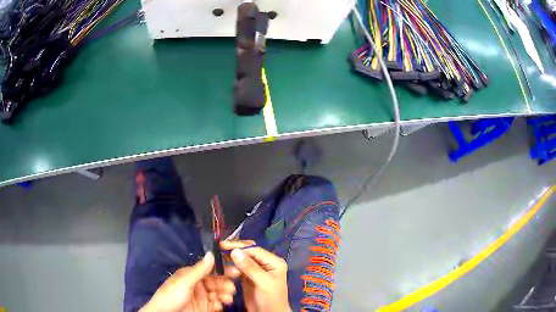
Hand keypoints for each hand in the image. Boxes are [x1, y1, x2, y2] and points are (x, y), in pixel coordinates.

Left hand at [140, 252, 237, 311]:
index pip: (210, 270)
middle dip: (225, 285)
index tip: (236, 271)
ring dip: (224, 295)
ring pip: (217, 293)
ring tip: (228, 299)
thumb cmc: (172, 295)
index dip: (222, 270)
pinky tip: (220, 305)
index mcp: (191, 275)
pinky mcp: (204, 307)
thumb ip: (199, 270)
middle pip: (216, 282)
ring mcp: (201, 297)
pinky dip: (219, 304)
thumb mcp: (185, 282)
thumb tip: (211, 253)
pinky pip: (215, 304)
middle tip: (232, 288)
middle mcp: (197, 285)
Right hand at [221, 240, 291, 311]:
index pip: (255, 250)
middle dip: (234, 250)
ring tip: (221, 260)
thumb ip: (250, 267)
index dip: (240, 247)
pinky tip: (224, 267)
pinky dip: (231, 267)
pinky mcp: (247, 277)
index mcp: (273, 262)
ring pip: (241, 260)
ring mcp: (256, 270)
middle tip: (219, 248)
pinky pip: (238, 268)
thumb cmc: (271, 298)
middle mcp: (265, 263)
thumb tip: (235, 251)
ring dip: (231, 259)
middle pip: (248, 253)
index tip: (223, 246)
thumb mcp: (263, 282)